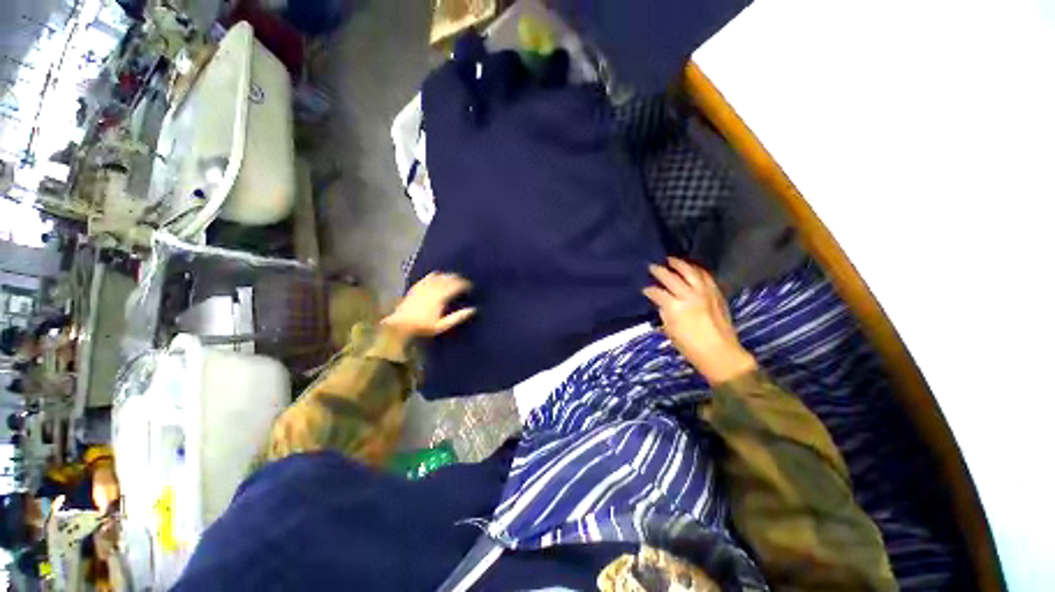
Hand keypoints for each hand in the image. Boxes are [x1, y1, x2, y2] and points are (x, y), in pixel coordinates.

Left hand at [382, 272, 476, 337]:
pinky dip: (437, 275)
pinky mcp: (417, 286)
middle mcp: (433, 288)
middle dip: (458, 279)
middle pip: (449, 278)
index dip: (465, 284)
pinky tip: (439, 276)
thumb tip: (473, 310)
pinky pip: (429, 276)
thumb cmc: (423, 327)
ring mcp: (424, 286)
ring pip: (440, 275)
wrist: (401, 325)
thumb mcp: (443, 325)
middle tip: (464, 282)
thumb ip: (458, 317)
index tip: (471, 287)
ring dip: (449, 275)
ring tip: (454, 278)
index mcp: (441, 296)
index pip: (457, 286)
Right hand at [644, 257, 757, 384]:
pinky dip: (696, 270)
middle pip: (671, 277)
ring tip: (670, 260)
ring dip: (679, 264)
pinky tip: (690, 268)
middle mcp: (689, 295)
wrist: (720, 353)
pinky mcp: (716, 293)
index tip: (644, 289)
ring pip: (690, 271)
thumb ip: (664, 312)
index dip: (648, 290)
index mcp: (675, 307)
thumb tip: (661, 302)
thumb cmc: (690, 346)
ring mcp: (705, 292)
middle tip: (651, 267)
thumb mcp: (670, 330)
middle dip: (659, 271)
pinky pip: (705, 276)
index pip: (657, 292)